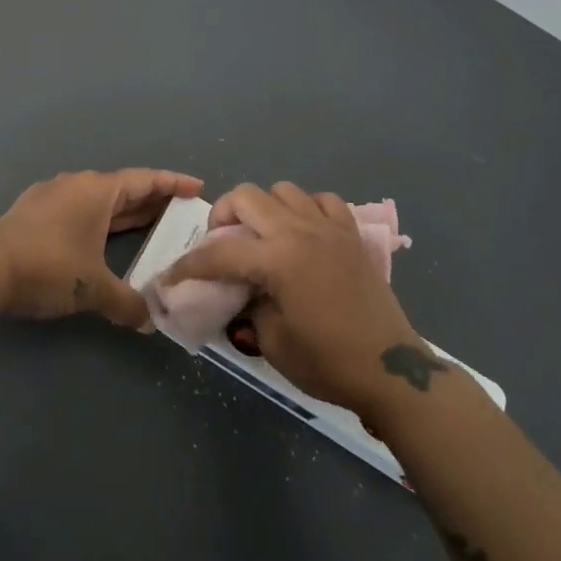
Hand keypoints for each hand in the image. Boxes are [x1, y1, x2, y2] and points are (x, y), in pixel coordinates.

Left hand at [0, 169, 203, 326]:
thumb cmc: (50, 268)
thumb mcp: (94, 289)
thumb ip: (128, 304)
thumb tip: (151, 323)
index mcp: (98, 191)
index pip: (145, 180)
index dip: (173, 183)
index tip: (197, 187)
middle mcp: (77, 184)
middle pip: (122, 187)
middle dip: (150, 199)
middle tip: (177, 211)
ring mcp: (51, 193)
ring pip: (96, 197)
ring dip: (121, 210)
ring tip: (143, 223)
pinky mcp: (31, 208)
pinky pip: (75, 206)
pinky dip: (95, 217)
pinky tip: (96, 233)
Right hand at [160, 182, 428, 416]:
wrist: (389, 370)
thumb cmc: (327, 361)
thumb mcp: (272, 341)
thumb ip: (249, 304)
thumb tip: (242, 289)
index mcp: (278, 259)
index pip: (220, 253)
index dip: (189, 265)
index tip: (171, 277)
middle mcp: (300, 231)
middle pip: (247, 197)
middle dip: (223, 215)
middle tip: (220, 243)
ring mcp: (329, 227)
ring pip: (283, 190)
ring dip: (264, 207)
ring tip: (261, 235)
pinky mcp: (351, 234)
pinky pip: (322, 200)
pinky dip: (305, 208)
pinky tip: (302, 231)